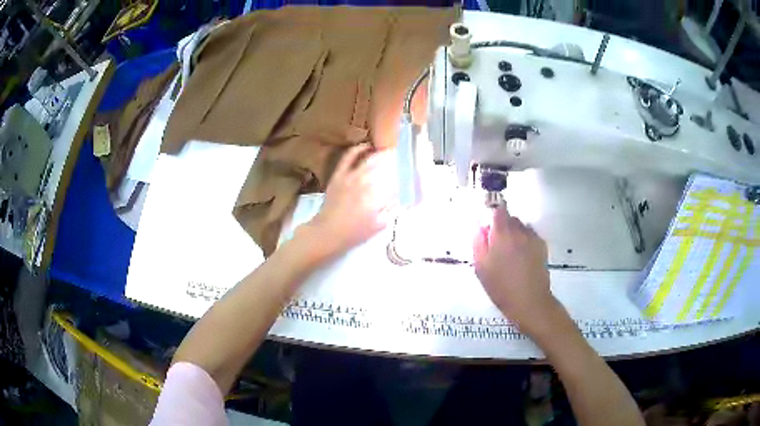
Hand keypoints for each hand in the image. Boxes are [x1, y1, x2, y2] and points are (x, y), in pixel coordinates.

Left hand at [299, 144, 397, 261]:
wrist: (327, 232)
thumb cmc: (355, 233)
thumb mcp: (379, 225)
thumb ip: (392, 209)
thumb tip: (403, 197)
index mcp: (379, 196)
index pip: (399, 181)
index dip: (408, 177)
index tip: (414, 177)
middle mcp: (367, 182)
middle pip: (387, 165)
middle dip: (398, 162)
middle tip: (405, 161)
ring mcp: (351, 175)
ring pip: (371, 158)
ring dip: (383, 154)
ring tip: (390, 153)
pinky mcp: (340, 173)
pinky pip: (350, 156)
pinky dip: (360, 149)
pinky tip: (368, 147)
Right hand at [473, 206, 556, 331]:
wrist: (529, 301)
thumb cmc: (501, 287)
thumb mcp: (481, 267)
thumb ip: (478, 243)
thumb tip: (480, 227)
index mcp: (502, 234)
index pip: (499, 210)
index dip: (493, 214)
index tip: (489, 225)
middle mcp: (519, 231)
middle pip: (510, 218)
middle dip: (503, 227)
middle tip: (496, 246)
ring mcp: (533, 238)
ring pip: (521, 227)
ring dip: (515, 234)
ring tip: (510, 254)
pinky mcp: (542, 247)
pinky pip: (531, 236)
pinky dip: (525, 241)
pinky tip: (522, 258)